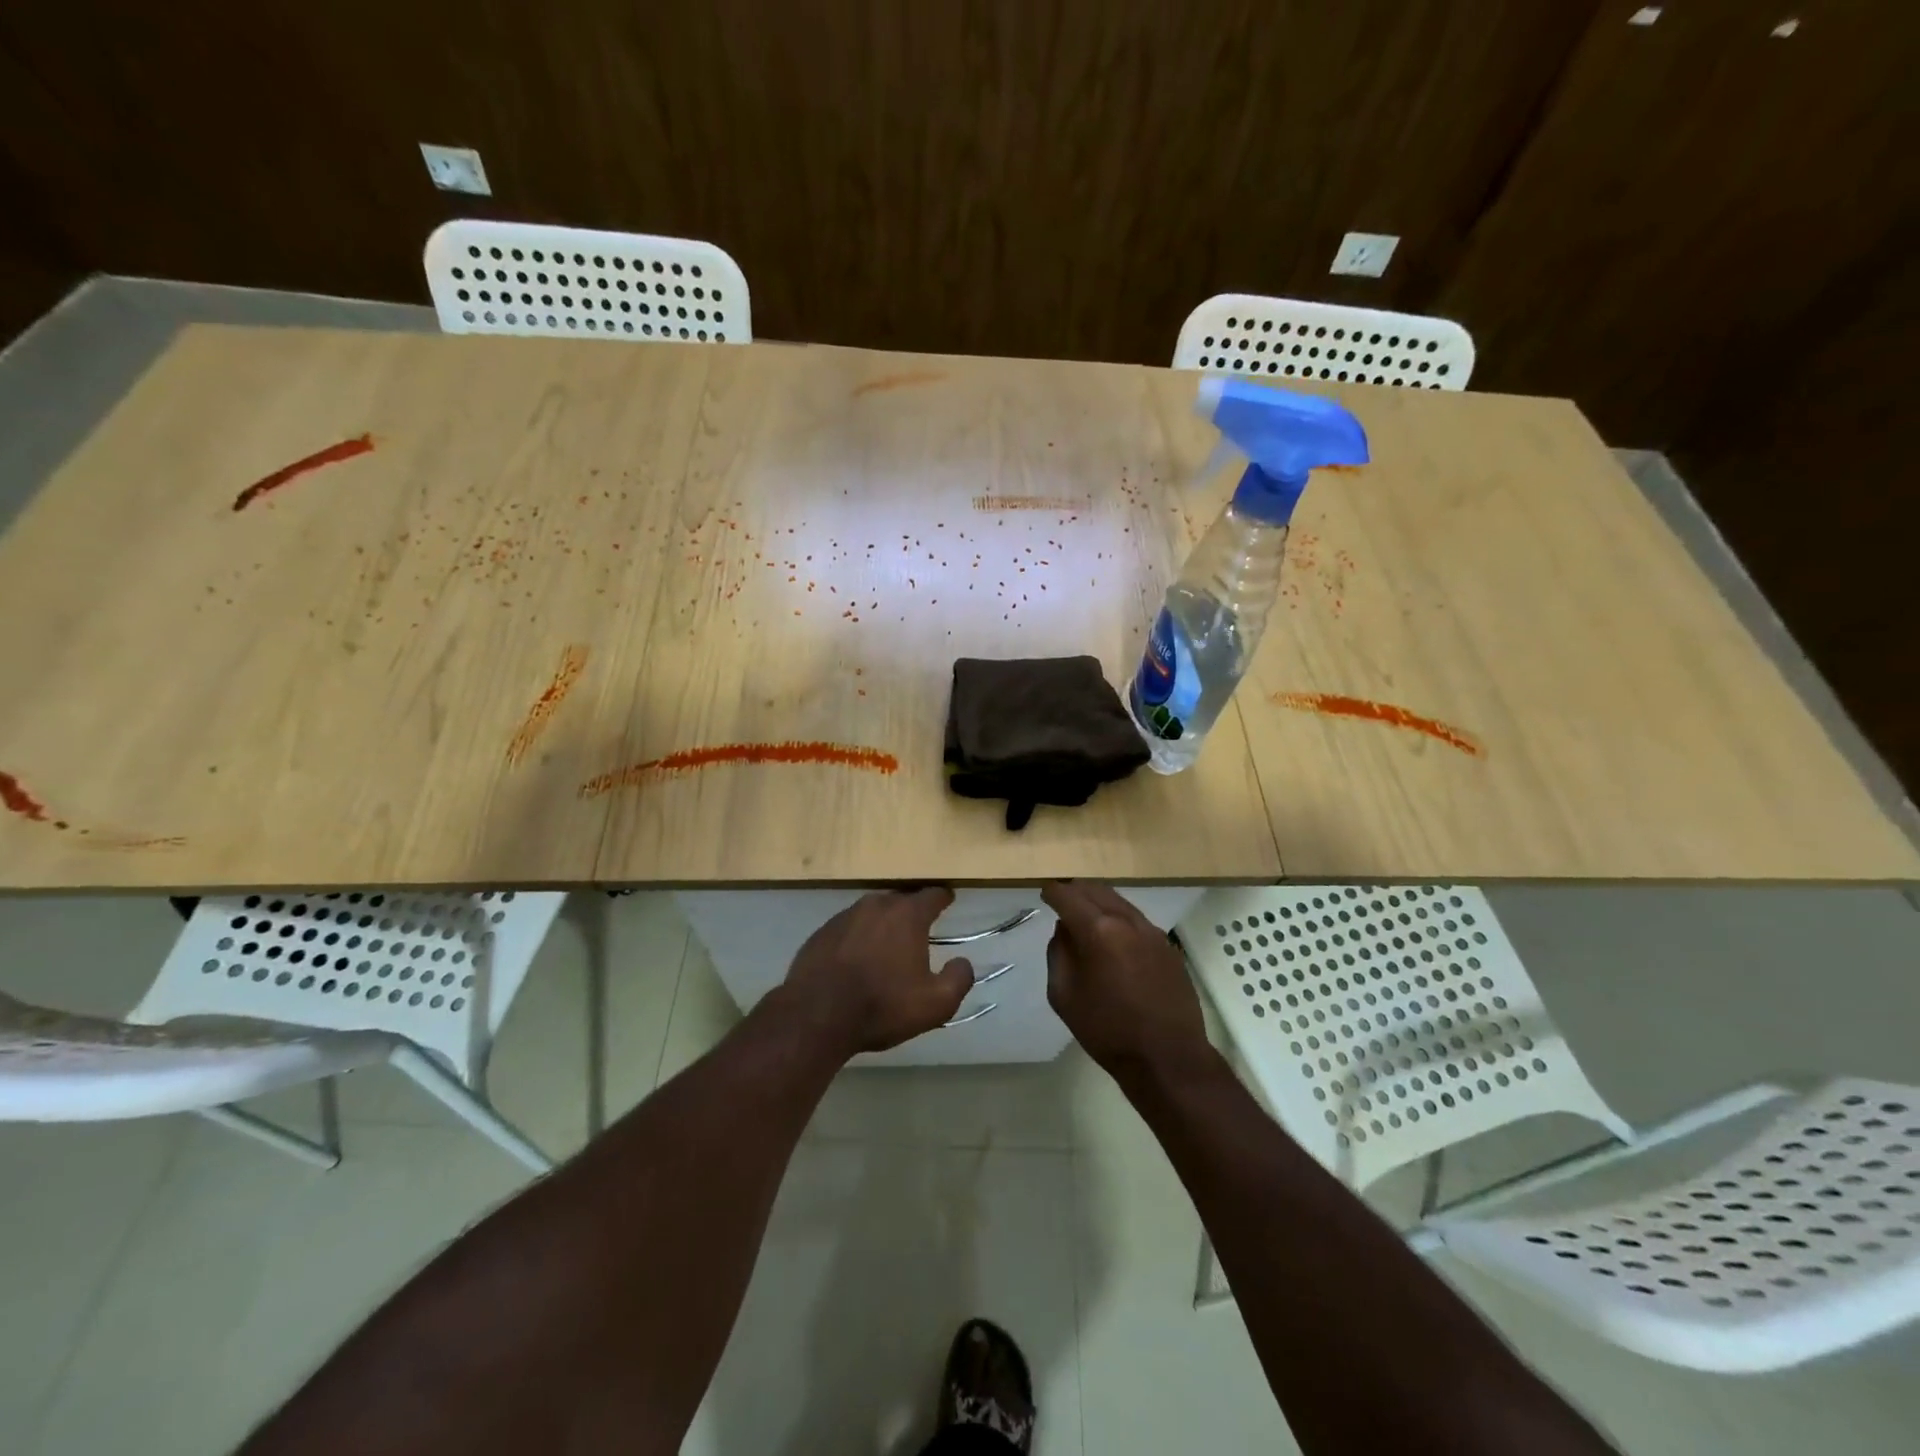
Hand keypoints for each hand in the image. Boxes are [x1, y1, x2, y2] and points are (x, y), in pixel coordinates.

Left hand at [775, 888, 974, 1059]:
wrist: (815, 1015)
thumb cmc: (882, 1005)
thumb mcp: (935, 1004)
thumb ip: (958, 979)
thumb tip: (963, 962)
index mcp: (907, 915)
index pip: (932, 895)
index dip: (943, 898)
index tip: (948, 899)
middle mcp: (876, 905)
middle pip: (900, 900)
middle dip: (912, 911)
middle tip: (919, 928)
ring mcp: (844, 916)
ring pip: (872, 912)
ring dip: (882, 924)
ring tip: (887, 944)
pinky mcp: (821, 933)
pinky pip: (848, 928)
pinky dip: (857, 937)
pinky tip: (857, 959)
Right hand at [1042, 882, 1208, 1076]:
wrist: (1167, 1057)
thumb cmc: (1107, 1030)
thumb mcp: (1064, 995)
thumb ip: (1058, 953)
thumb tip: (1064, 929)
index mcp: (1098, 930)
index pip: (1068, 896)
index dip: (1053, 892)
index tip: (1044, 893)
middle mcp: (1127, 921)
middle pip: (1096, 890)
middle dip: (1076, 891)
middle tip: (1062, 899)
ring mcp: (1152, 932)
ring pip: (1119, 901)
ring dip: (1099, 902)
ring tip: (1085, 916)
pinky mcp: (1168, 947)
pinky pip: (1137, 920)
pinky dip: (1119, 918)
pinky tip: (1113, 938)